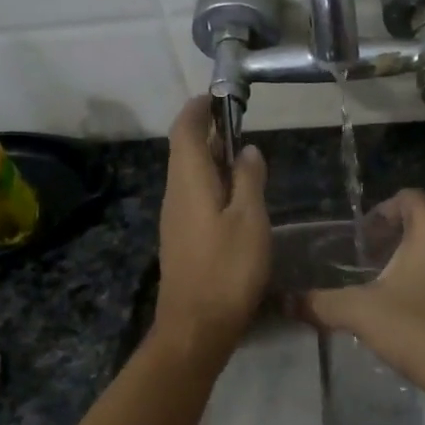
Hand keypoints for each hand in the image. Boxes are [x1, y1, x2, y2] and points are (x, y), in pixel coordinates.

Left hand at [153, 96, 270, 357]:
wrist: (196, 327)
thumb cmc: (227, 270)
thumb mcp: (250, 220)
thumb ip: (249, 180)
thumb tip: (246, 149)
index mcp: (188, 181)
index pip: (184, 130)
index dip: (198, 109)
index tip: (218, 97)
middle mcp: (174, 194)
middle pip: (184, 150)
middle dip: (207, 131)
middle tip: (238, 124)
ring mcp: (174, 218)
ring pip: (188, 174)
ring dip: (210, 158)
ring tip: (242, 157)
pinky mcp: (180, 238)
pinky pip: (192, 196)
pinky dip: (210, 183)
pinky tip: (234, 196)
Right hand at [300, 190, 424, 405]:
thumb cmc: (421, 331)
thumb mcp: (362, 315)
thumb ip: (321, 304)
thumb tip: (285, 302)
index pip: (407, 198)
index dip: (382, 212)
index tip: (364, 238)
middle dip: (399, 237)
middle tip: (373, 264)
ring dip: (422, 258)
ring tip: (397, 287)